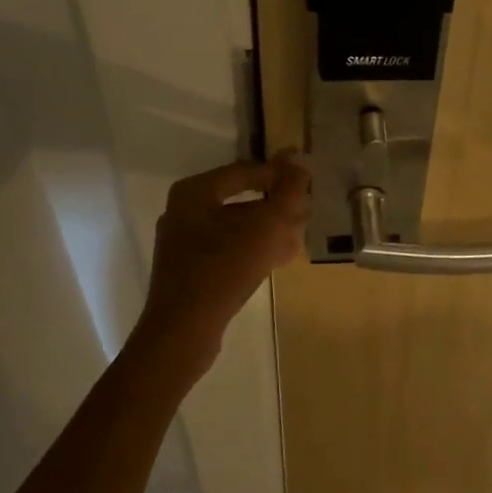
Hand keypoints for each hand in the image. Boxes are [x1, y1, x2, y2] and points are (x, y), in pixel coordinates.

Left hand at [139, 152, 311, 363]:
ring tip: (300, 235)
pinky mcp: (191, 270)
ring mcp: (185, 242)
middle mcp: (185, 211)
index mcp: (195, 192)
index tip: (308, 182)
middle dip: (277, 205)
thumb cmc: (223, 269)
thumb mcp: (265, 227)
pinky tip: (281, 257)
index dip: (280, 174)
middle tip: (307, 212)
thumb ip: (287, 192)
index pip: (246, 171)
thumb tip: (300, 162)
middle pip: (242, 199)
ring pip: (238, 226)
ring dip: (271, 228)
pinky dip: (255, 248)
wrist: (183, 330)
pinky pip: (229, 249)